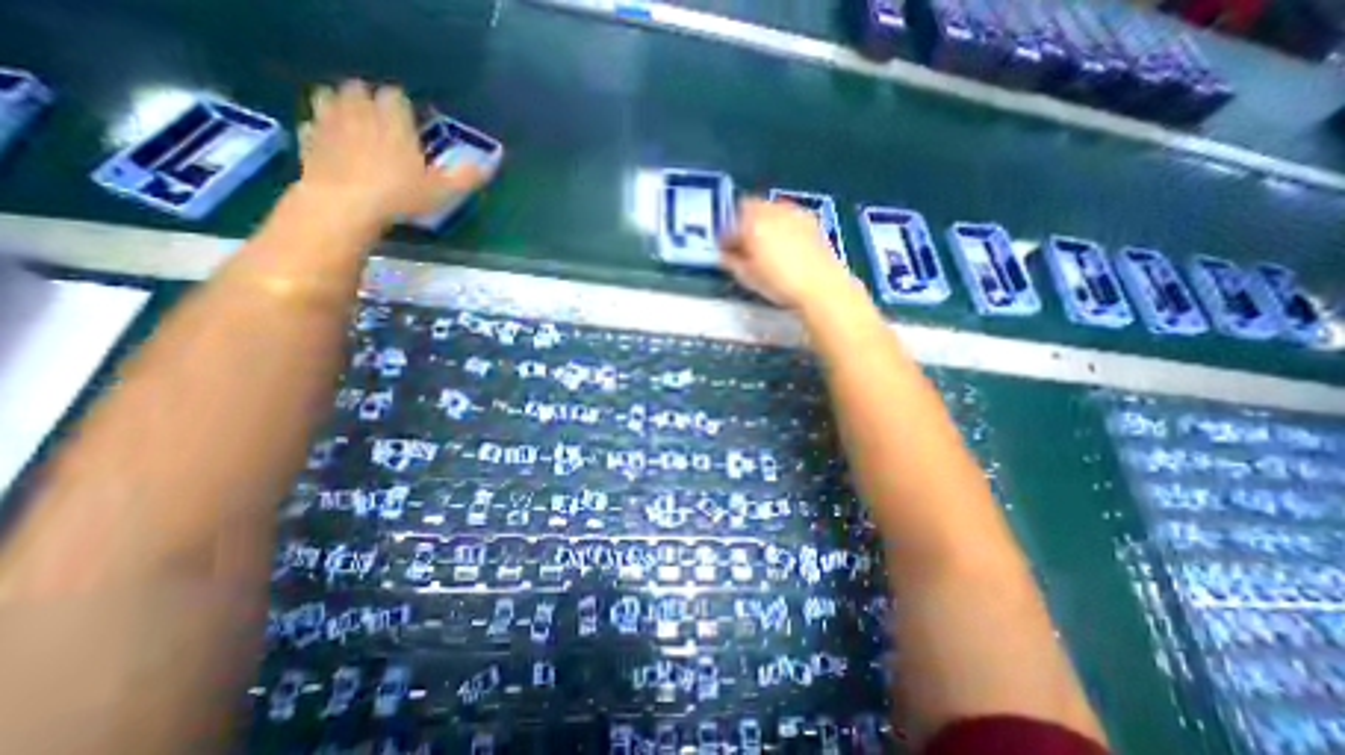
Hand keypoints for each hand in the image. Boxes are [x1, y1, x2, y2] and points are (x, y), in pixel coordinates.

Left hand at [295, 79, 486, 230]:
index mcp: (393, 121)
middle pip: (358, 90)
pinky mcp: (309, 141)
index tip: (407, 118)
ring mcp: (329, 124)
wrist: (347, 204)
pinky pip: (312, 126)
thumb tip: (493, 164)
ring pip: (328, 98)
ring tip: (351, 123)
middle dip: (367, 99)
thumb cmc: (401, 195)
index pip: (394, 96)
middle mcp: (359, 113)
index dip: (400, 105)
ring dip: (339, 105)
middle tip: (380, 120)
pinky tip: (330, 144)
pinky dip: (320, 130)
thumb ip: (467, 176)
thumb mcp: (443, 191)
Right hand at [720, 197, 854, 307]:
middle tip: (744, 244)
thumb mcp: (747, 277)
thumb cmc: (779, 283)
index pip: (730, 223)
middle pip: (750, 207)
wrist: (820, 285)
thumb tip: (724, 255)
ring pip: (770, 208)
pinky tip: (784, 244)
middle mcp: (771, 211)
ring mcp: (792, 213)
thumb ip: (731, 261)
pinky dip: (781, 224)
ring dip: (763, 221)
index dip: (726, 237)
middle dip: (744, 222)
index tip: (726, 250)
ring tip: (764, 244)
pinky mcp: (810, 220)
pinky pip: (788, 215)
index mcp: (751, 224)